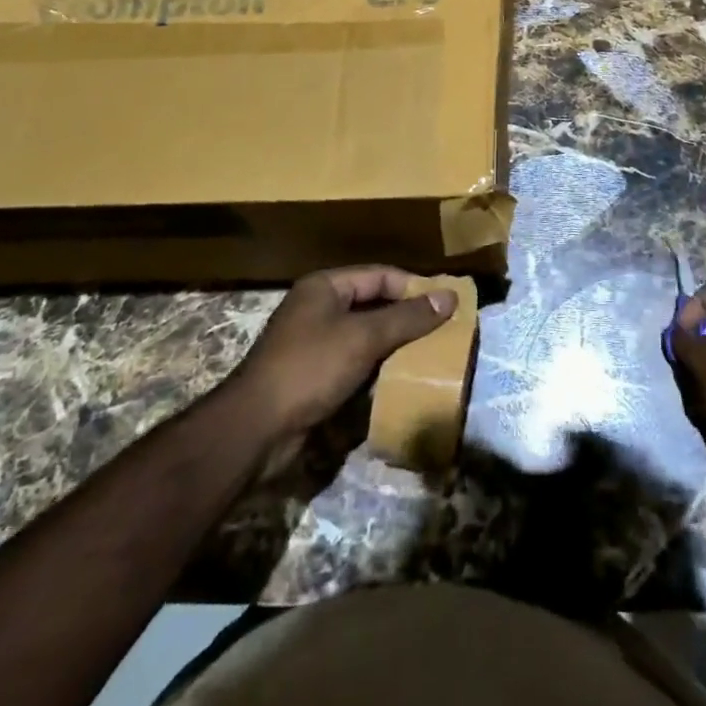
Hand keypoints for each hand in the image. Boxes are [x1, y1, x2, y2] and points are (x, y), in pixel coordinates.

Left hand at [228, 267, 452, 442]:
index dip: (414, 287)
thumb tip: (451, 296)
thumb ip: (408, 317)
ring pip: (365, 336)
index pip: (380, 275)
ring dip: (393, 347)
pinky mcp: (313, 376)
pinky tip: (398, 381)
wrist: (254, 430)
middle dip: (406, 319)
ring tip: (427, 357)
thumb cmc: (310, 368)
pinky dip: (376, 369)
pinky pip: (354, 363)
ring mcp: (313, 344)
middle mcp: (318, 309)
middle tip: (442, 332)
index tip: (446, 305)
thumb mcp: (364, 337)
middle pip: (373, 304)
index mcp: (325, 287)